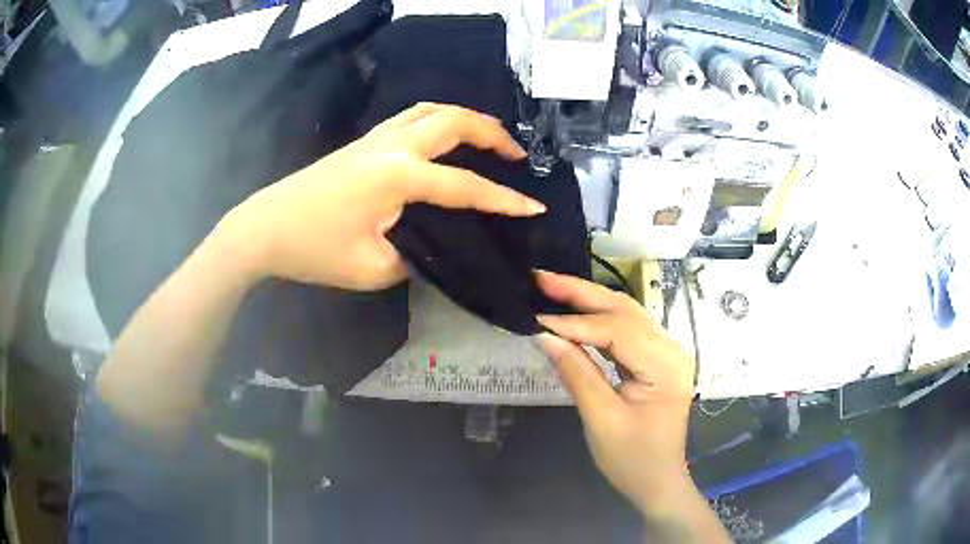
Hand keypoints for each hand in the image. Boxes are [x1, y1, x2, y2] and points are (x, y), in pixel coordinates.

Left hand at [218, 103, 544, 289]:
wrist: (265, 228)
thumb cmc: (314, 251)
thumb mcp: (372, 268)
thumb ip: (415, 257)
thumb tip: (436, 247)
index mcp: (397, 177)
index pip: (463, 186)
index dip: (502, 200)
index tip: (534, 206)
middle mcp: (392, 146)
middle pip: (454, 121)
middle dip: (492, 134)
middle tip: (516, 155)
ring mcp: (376, 137)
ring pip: (432, 110)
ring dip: (466, 118)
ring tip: (488, 139)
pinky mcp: (364, 141)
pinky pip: (412, 116)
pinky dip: (439, 120)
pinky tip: (444, 139)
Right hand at [535, 271, 696, 514]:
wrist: (658, 481)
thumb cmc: (632, 459)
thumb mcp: (601, 420)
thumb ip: (577, 373)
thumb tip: (544, 335)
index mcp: (665, 366)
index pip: (616, 331)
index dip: (574, 323)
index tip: (536, 318)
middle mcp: (671, 349)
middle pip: (625, 310)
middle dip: (581, 293)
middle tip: (541, 278)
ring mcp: (666, 352)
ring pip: (625, 314)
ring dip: (588, 300)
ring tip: (552, 288)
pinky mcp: (656, 359)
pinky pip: (626, 330)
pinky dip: (598, 319)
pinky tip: (574, 314)